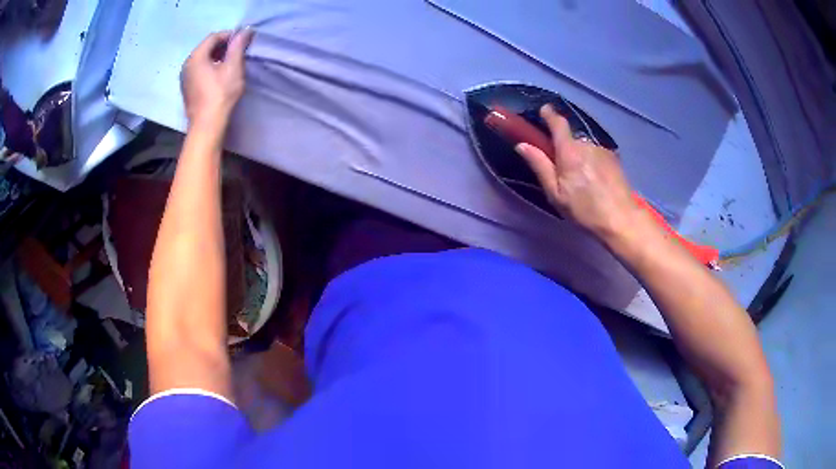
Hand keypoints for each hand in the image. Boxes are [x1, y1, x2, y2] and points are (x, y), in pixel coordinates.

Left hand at [181, 29, 253, 125]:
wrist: (207, 125)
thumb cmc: (220, 94)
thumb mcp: (233, 67)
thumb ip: (238, 46)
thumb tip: (245, 30)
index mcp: (196, 56)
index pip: (213, 37)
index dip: (229, 36)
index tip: (243, 41)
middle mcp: (187, 64)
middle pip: (206, 47)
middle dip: (223, 46)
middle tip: (238, 52)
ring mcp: (185, 78)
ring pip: (203, 59)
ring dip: (217, 57)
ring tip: (231, 64)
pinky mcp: (187, 89)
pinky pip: (199, 70)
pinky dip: (210, 68)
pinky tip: (220, 76)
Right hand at [514, 105, 641, 239]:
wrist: (621, 219)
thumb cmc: (584, 210)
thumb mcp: (555, 193)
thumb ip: (540, 166)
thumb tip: (522, 145)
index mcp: (569, 151)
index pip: (558, 122)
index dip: (549, 114)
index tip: (543, 111)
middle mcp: (586, 144)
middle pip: (570, 139)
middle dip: (564, 149)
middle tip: (562, 172)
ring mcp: (602, 150)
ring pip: (584, 148)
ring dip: (579, 158)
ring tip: (582, 182)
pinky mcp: (614, 159)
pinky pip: (596, 155)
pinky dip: (592, 163)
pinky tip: (596, 182)